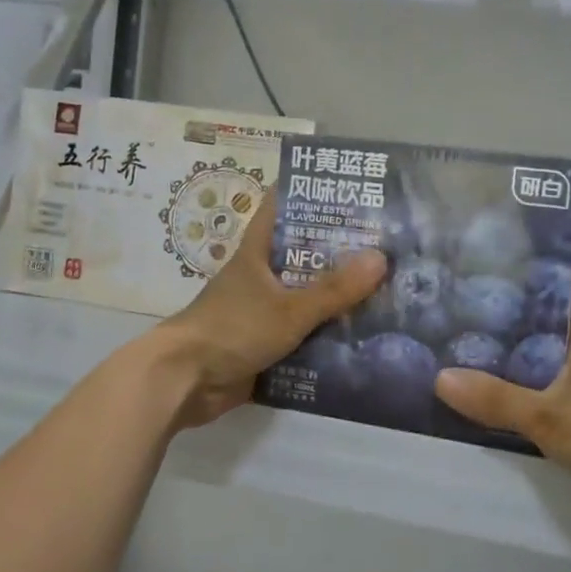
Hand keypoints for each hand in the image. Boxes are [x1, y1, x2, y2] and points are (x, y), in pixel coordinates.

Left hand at [152, 205, 387, 430]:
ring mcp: (261, 310)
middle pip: (302, 254)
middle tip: (385, 245)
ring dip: (336, 297)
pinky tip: (361, 336)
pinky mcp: (264, 342)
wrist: (185, 381)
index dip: (308, 194)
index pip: (280, 208)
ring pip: (305, 295)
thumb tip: (381, 258)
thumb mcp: (289, 309)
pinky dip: (326, 334)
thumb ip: (334, 289)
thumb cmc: (233, 329)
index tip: (347, 190)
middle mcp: (260, 275)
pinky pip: (302, 333)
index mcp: (258, 252)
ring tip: (385, 290)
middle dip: (339, 251)